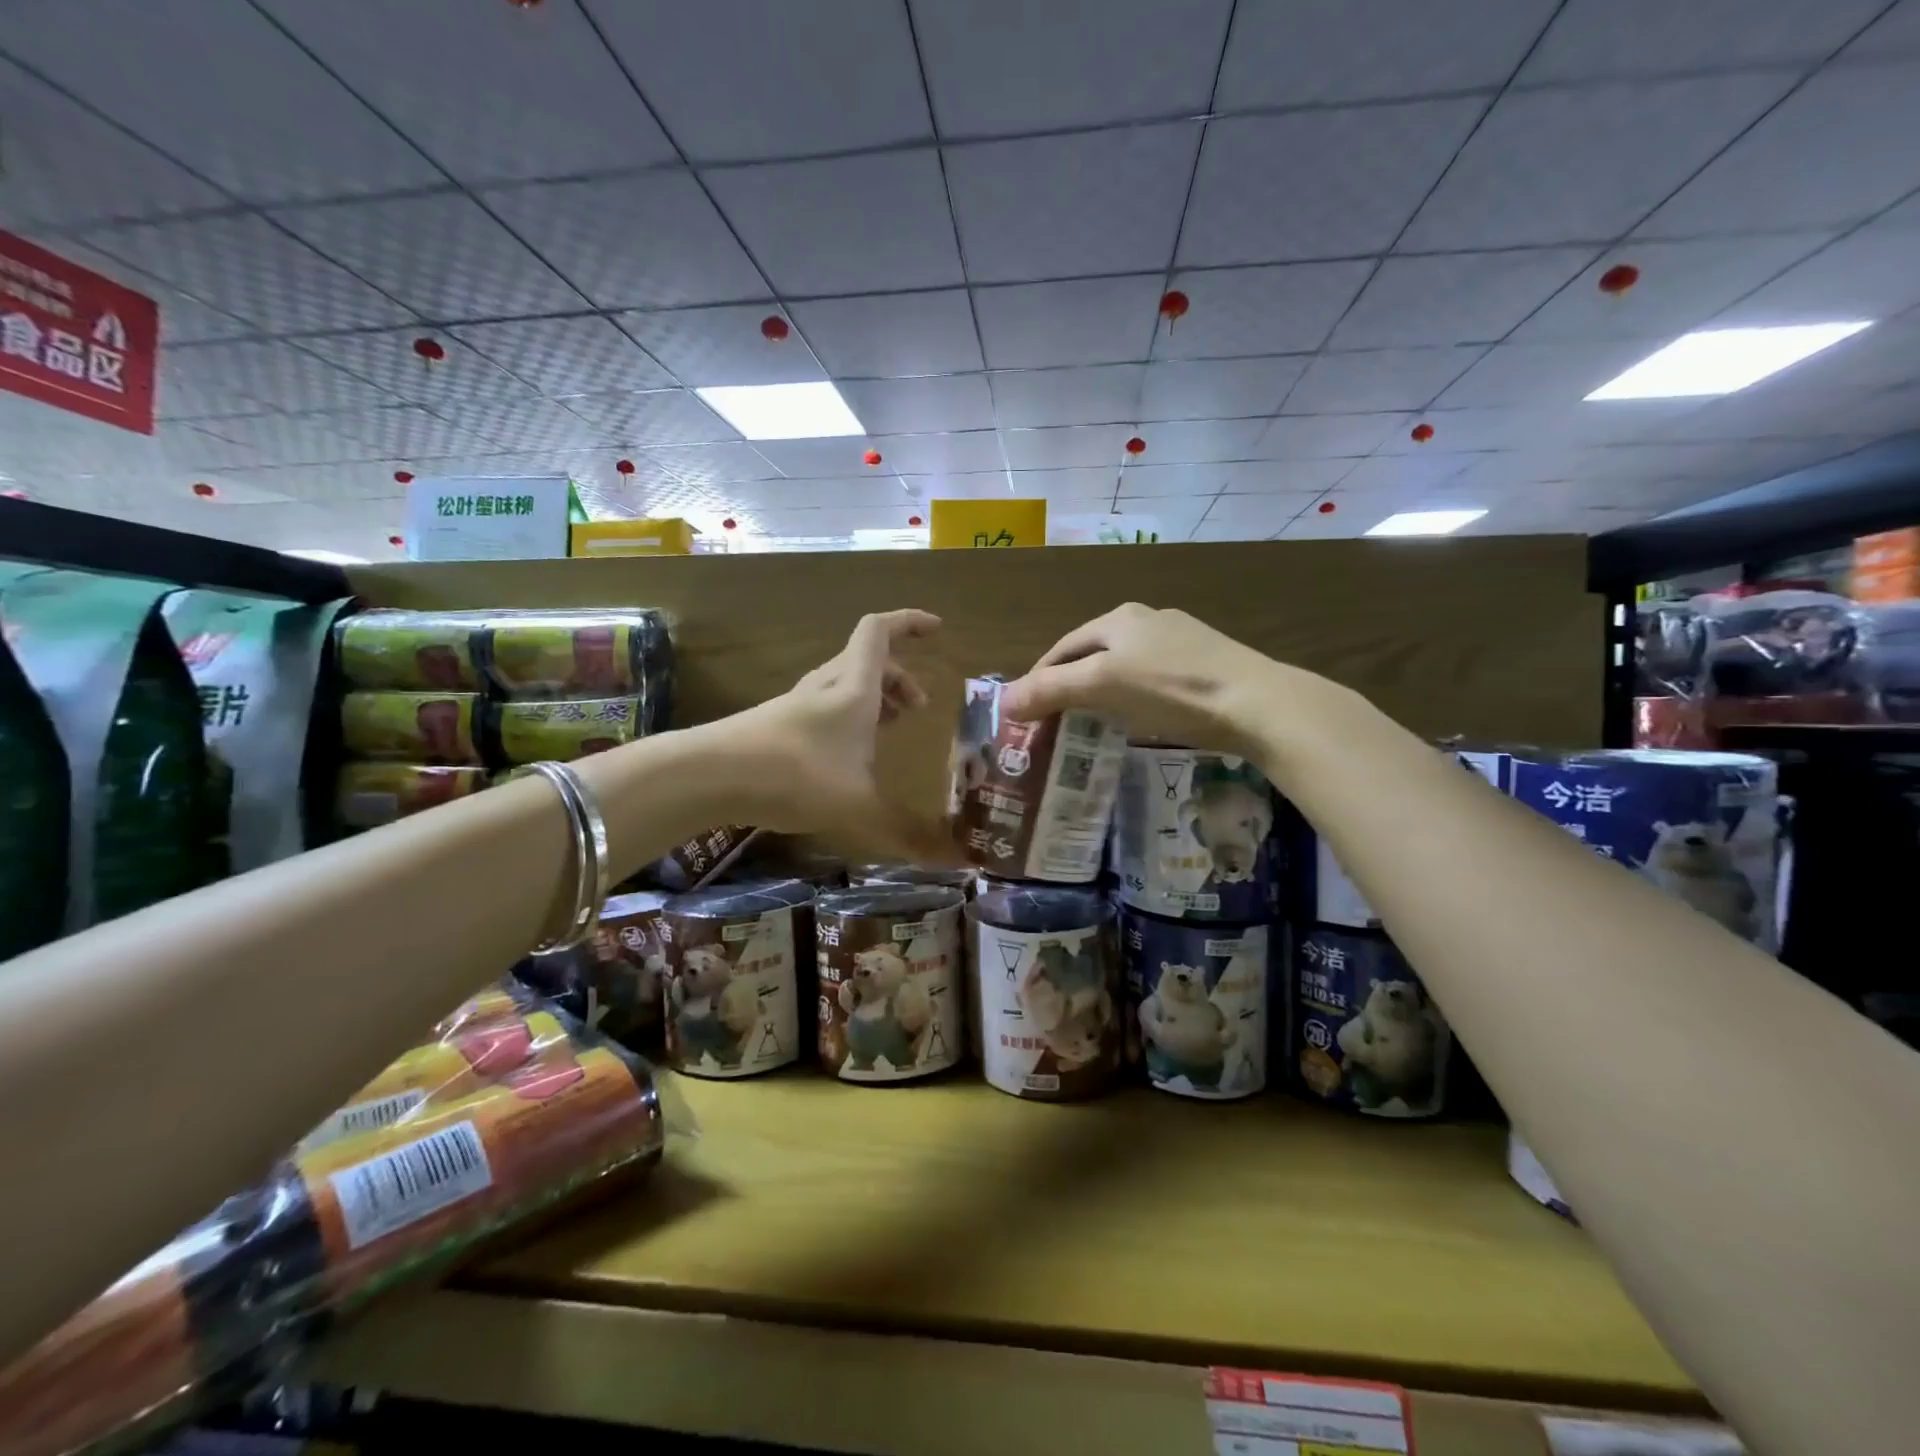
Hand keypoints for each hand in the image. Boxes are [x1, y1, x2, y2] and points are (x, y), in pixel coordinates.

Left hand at [729, 609, 953, 859]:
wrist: (711, 776)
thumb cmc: (796, 776)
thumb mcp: (860, 808)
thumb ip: (908, 833)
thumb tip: (958, 860)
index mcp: (855, 689)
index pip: (881, 632)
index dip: (910, 622)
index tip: (937, 628)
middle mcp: (827, 687)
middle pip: (867, 661)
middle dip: (899, 676)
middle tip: (919, 708)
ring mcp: (797, 704)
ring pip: (844, 684)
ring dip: (874, 696)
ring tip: (891, 728)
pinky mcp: (776, 726)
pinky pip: (825, 707)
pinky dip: (849, 717)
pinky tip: (847, 755)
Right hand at [998, 603, 1285, 754]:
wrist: (1257, 703)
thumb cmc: (1171, 689)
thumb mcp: (1102, 686)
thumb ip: (1051, 691)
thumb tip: (1003, 702)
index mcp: (1118, 618)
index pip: (1061, 647)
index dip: (1038, 678)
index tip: (1025, 712)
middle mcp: (1147, 619)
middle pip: (1091, 654)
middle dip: (1068, 685)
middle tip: (1053, 721)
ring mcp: (1180, 639)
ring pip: (1123, 665)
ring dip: (1100, 691)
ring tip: (1090, 723)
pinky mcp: (1205, 663)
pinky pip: (1152, 678)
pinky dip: (1132, 696)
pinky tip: (1138, 717)